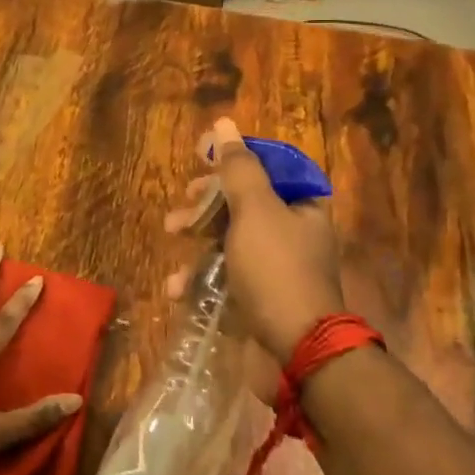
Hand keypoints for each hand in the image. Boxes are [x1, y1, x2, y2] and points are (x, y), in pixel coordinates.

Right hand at [164, 119, 345, 361]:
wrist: (297, 350)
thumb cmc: (276, 269)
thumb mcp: (255, 210)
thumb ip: (238, 167)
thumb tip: (224, 123)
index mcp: (302, 203)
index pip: (266, 164)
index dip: (232, 156)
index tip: (199, 154)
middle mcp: (292, 229)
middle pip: (242, 199)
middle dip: (206, 200)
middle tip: (184, 204)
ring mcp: (275, 264)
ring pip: (228, 236)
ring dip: (197, 237)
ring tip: (172, 238)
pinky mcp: (258, 295)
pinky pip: (225, 274)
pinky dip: (200, 277)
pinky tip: (178, 287)